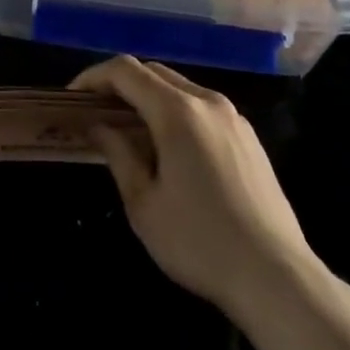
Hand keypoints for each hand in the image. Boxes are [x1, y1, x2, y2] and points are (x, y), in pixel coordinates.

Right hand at [70, 56, 314, 313]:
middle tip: (96, 112)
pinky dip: (176, 111)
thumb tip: (99, 126)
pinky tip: (169, 147)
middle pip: (153, 72)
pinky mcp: (249, 138)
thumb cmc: (200, 242)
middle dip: (120, 84)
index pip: (125, 71)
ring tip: (129, 129)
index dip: (93, 77)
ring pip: (180, 88)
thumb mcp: (143, 203)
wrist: (277, 278)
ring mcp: (233, 118)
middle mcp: (207, 102)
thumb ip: (118, 154)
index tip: (72, 98)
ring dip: (149, 97)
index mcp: (178, 111)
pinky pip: (202, 107)